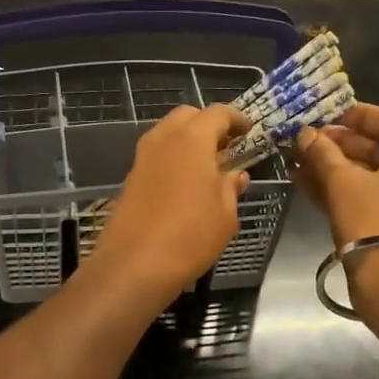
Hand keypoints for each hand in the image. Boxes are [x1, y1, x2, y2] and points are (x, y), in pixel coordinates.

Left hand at [88, 104, 249, 306]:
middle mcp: (163, 140)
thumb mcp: (225, 215)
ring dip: (187, 140)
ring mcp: (142, 158)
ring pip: (167, 134)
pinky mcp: (130, 179)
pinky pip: (155, 156)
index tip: (248, 130)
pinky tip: (183, 183)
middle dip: (207, 123)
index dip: (236, 119)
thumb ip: (230, 188)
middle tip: (226, 146)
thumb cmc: (190, 236)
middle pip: (187, 116)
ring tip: (205, 165)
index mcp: (192, 140)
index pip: (217, 113)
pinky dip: (172, 158)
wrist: (134, 265)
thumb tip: (235, 176)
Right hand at [295, 102, 378, 251]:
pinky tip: (303, 183)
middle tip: (306, 141)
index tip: (332, 115)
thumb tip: (305, 133)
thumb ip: (323, 153)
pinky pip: (359, 198)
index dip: (362, 115)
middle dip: (338, 143)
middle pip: (375, 149)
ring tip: (296, 161)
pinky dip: (335, 189)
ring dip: (331, 167)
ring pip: (364, 176)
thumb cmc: (373, 219)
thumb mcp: (343, 181)